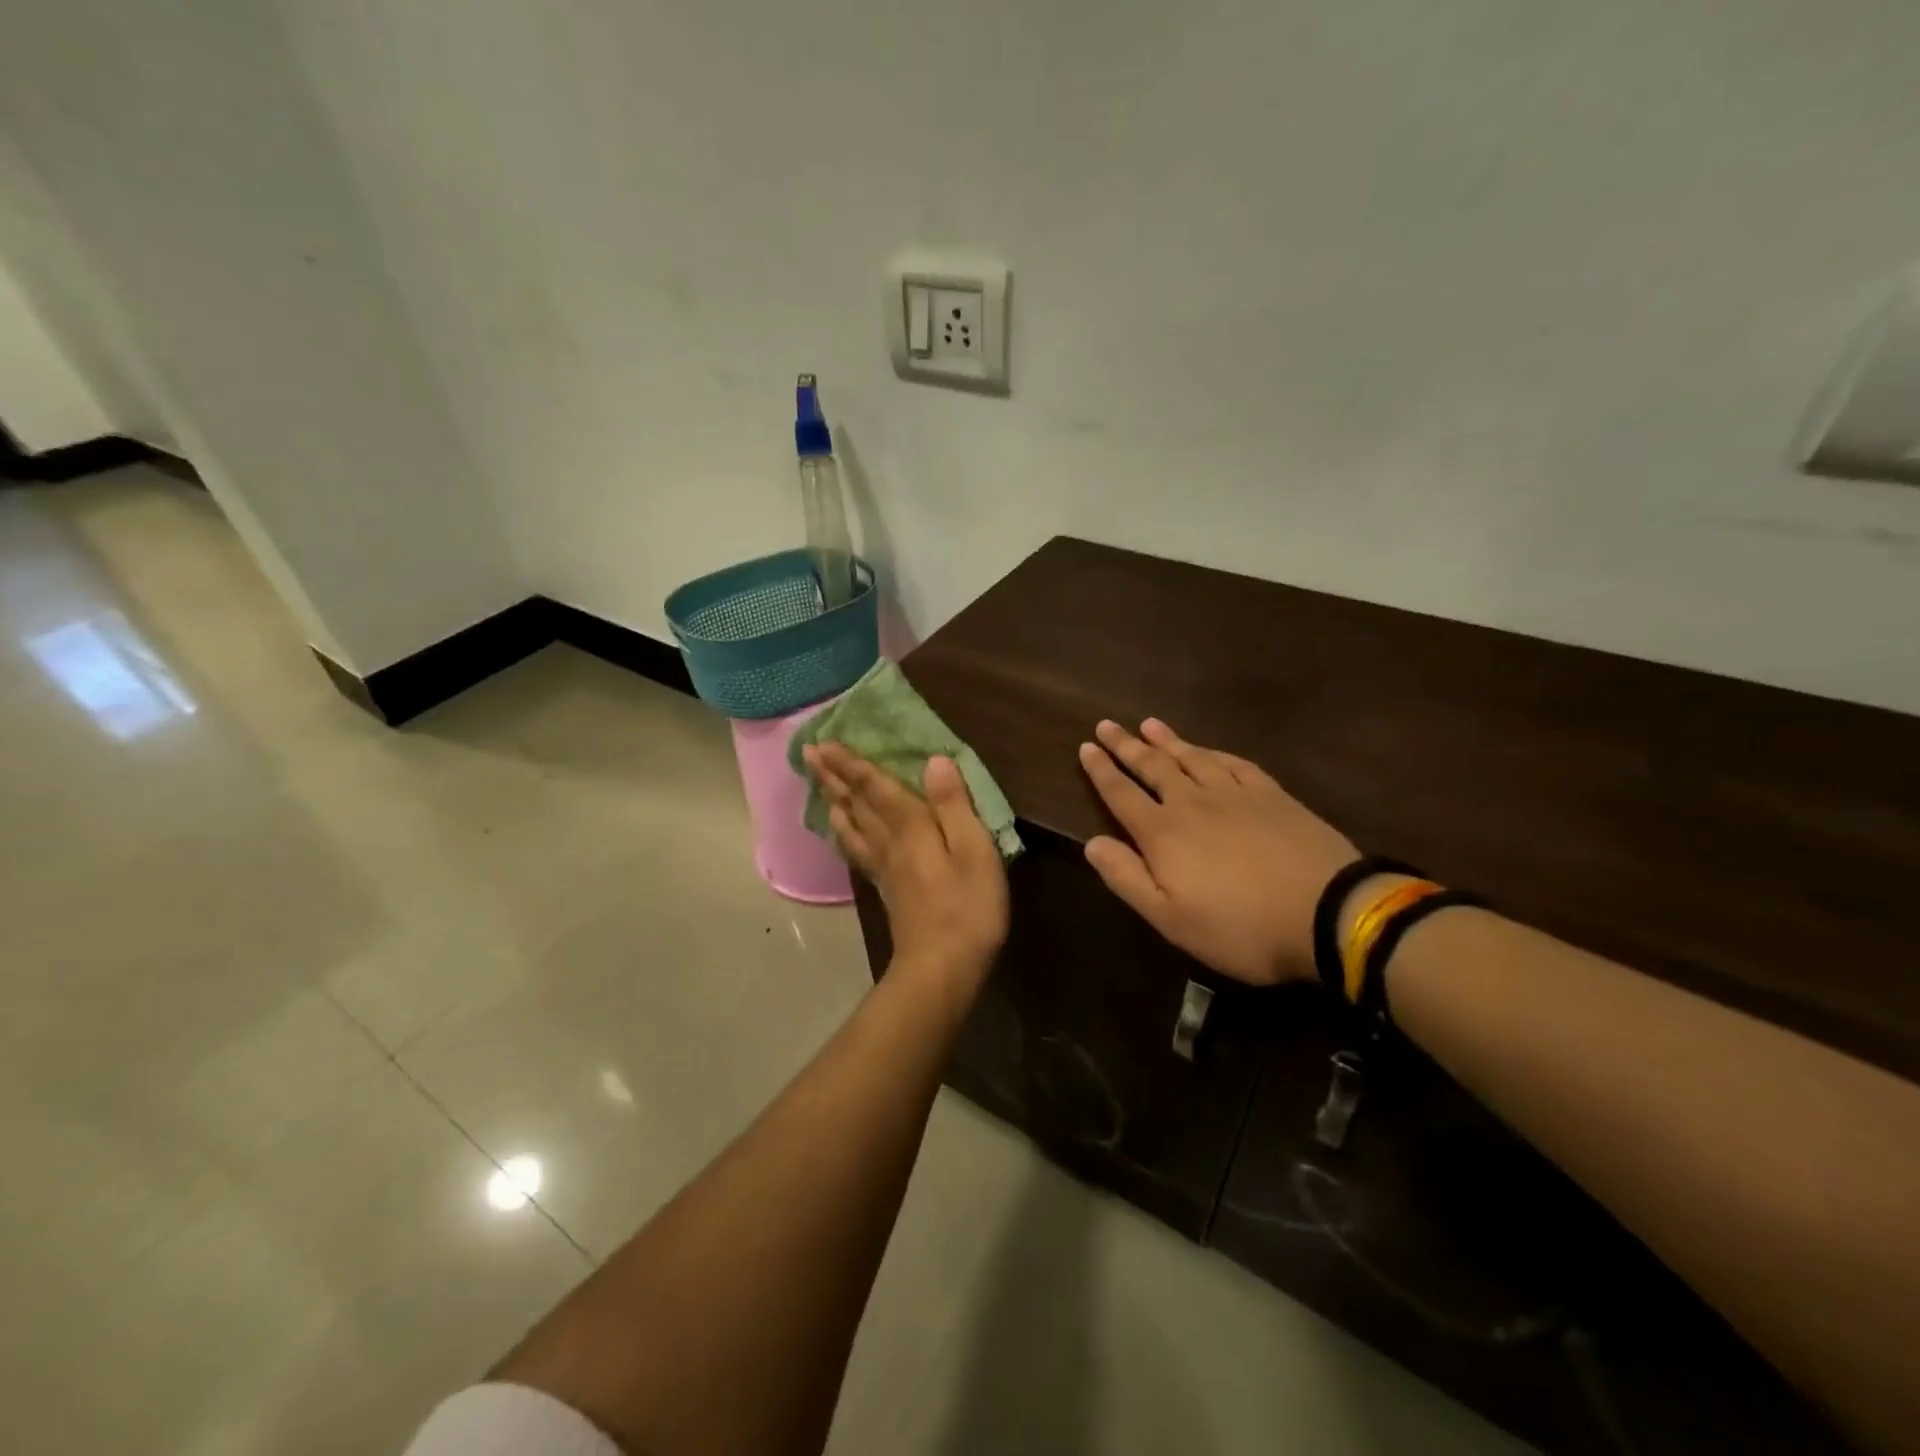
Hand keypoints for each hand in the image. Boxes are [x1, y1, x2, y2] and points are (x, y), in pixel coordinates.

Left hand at [804, 743, 1009, 987]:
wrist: (941, 969)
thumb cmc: (967, 908)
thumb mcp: (974, 851)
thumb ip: (954, 806)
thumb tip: (934, 761)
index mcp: (910, 828)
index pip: (875, 788)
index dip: (851, 764)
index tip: (825, 742)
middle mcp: (889, 843)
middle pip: (855, 804)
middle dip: (833, 777)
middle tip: (809, 754)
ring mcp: (885, 868)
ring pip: (852, 826)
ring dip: (835, 801)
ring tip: (820, 785)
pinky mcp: (887, 889)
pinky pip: (858, 850)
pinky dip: (846, 833)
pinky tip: (844, 832)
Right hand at [1078, 719, 1355, 985]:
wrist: (1328, 913)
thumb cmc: (1240, 927)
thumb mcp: (1171, 919)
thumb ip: (1127, 878)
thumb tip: (1091, 842)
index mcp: (1164, 833)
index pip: (1122, 794)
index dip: (1101, 771)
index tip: (1085, 747)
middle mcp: (1193, 803)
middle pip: (1153, 767)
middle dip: (1126, 746)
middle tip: (1107, 724)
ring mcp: (1236, 795)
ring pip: (1192, 757)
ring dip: (1167, 740)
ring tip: (1148, 724)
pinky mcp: (1273, 796)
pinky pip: (1235, 763)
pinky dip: (1214, 752)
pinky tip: (1208, 749)